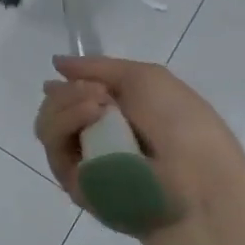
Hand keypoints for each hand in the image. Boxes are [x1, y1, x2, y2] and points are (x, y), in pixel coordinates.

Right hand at [35, 55, 244, 215]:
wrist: (196, 179)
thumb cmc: (181, 123)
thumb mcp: (146, 78)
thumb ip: (98, 67)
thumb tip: (56, 63)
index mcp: (119, 116)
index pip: (75, 96)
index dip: (70, 83)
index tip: (67, 73)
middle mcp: (96, 137)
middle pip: (55, 107)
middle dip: (68, 90)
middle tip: (96, 91)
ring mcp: (82, 160)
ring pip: (48, 124)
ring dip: (66, 103)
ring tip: (96, 102)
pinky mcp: (71, 181)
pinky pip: (53, 145)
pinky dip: (65, 121)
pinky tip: (90, 115)